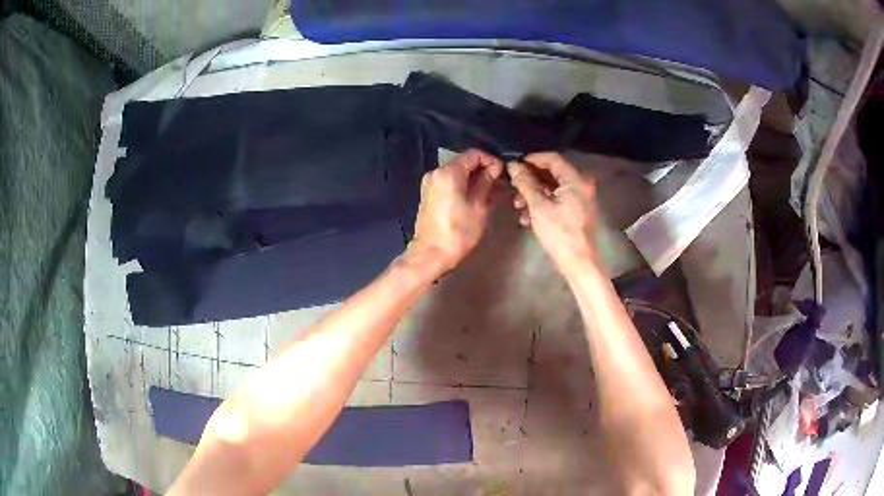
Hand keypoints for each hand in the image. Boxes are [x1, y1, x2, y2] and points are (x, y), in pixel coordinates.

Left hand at [409, 149, 503, 272]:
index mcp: (448, 172)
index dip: (491, 160)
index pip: (473, 154)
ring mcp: (431, 184)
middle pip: (464, 162)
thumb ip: (486, 183)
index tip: (503, 172)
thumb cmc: (458, 232)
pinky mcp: (430, 195)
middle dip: (484, 170)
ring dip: (475, 180)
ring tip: (493, 192)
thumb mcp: (478, 207)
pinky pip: (450, 183)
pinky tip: (478, 198)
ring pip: (458, 173)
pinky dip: (464, 187)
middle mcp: (436, 172)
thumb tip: (494, 169)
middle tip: (501, 183)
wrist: (431, 254)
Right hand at [508, 152, 598, 270]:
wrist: (580, 263)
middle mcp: (581, 184)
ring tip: (518, 205)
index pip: (552, 158)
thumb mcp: (539, 208)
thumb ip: (526, 184)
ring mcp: (580, 198)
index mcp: (575, 180)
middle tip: (513, 186)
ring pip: (553, 187)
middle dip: (530, 179)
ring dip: (534, 193)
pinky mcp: (577, 210)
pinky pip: (558, 199)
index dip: (532, 159)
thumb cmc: (560, 234)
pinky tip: (528, 216)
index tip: (514, 165)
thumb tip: (513, 166)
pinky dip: (543, 203)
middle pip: (552, 173)